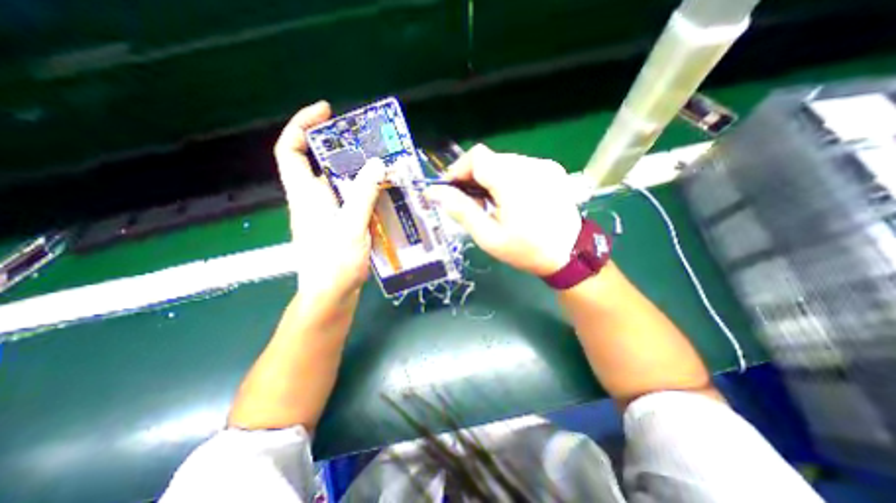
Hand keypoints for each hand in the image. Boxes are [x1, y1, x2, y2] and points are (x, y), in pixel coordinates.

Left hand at [273, 99, 384, 299]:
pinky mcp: (339, 226)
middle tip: (369, 143)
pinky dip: (365, 193)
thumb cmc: (335, 263)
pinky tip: (384, 195)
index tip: (326, 112)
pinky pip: (350, 201)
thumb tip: (377, 163)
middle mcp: (312, 200)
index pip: (290, 150)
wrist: (331, 297)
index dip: (301, 126)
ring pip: (338, 184)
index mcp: (305, 195)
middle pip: (319, 165)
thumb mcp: (351, 225)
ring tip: (383, 167)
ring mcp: (326, 214)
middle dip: (341, 149)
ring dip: (358, 173)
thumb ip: (363, 194)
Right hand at [425, 143, 581, 276]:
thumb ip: (461, 211)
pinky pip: (520, 166)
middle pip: (490, 159)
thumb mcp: (488, 237)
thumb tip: (434, 192)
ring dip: (490, 179)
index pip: (477, 156)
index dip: (459, 169)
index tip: (451, 190)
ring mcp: (544, 166)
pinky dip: (507, 178)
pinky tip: (511, 199)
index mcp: (514, 182)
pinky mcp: (552, 170)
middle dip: (473, 177)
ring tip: (491, 204)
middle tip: (471, 203)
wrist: (569, 254)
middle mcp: (531, 165)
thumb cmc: (526, 250)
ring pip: (504, 162)